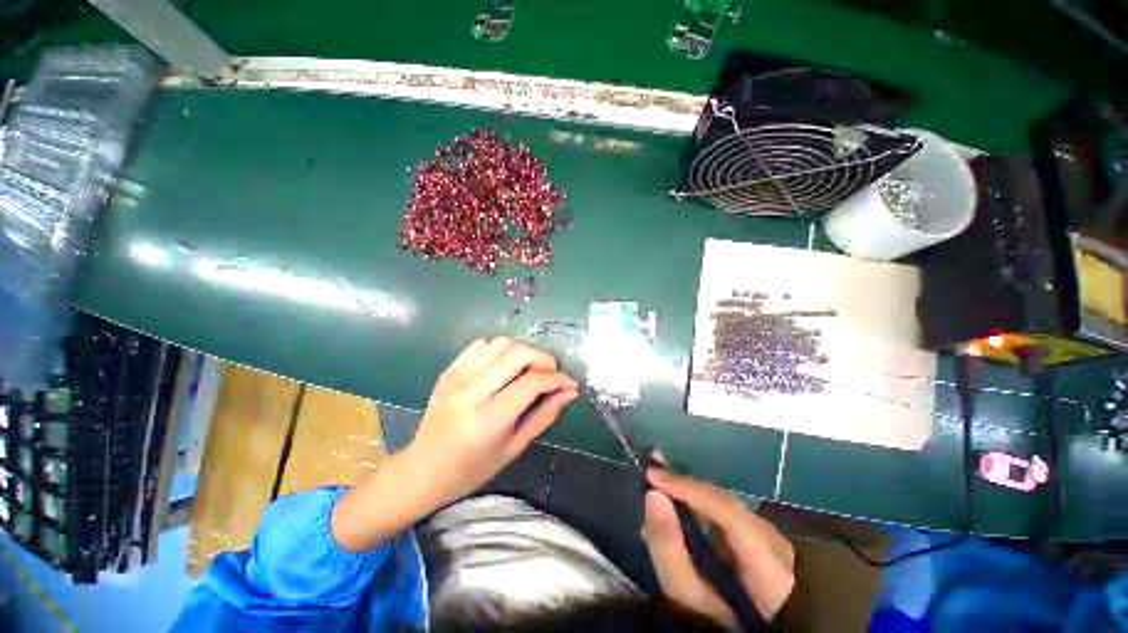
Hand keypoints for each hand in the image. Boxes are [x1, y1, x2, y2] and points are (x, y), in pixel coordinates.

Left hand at [405, 336, 578, 508]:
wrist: (424, 469)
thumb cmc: (473, 468)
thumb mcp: (515, 446)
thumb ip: (545, 414)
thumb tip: (569, 391)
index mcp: (490, 418)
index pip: (533, 382)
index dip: (558, 378)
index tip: (569, 383)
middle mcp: (472, 391)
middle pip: (518, 353)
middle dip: (544, 358)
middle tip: (551, 373)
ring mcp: (457, 377)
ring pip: (501, 343)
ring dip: (524, 351)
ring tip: (530, 369)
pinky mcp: (449, 370)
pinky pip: (481, 345)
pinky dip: (501, 350)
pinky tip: (504, 366)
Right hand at [643, 468, 795, 630]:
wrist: (752, 624)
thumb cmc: (715, 618)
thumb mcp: (687, 593)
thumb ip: (669, 547)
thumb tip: (652, 495)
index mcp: (769, 563)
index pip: (728, 511)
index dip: (688, 488)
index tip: (651, 475)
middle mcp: (774, 540)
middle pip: (724, 502)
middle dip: (685, 487)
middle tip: (650, 472)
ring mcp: (769, 536)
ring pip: (722, 504)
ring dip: (689, 494)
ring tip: (657, 484)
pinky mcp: (759, 535)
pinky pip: (723, 511)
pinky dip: (697, 505)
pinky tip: (676, 503)